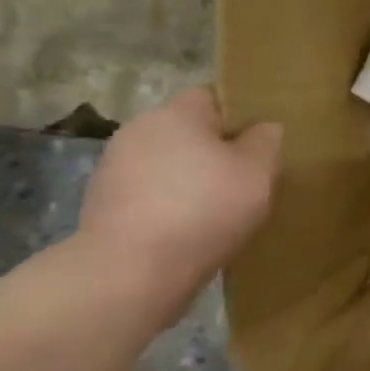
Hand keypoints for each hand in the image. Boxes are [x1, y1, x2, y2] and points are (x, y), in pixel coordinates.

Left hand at [76, 88, 282, 318]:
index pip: (213, 97)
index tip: (262, 142)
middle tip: (247, 178)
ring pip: (169, 164)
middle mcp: (138, 131)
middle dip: (216, 150)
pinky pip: (151, 194)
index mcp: (175, 114)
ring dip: (191, 179)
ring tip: (221, 209)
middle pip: (188, 132)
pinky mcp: (103, 206)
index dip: (240, 115)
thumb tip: (263, 129)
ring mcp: (114, 170)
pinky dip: (171, 205)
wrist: (130, 273)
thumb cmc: (204, 209)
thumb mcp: (259, 171)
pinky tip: (191, 230)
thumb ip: (266, 141)